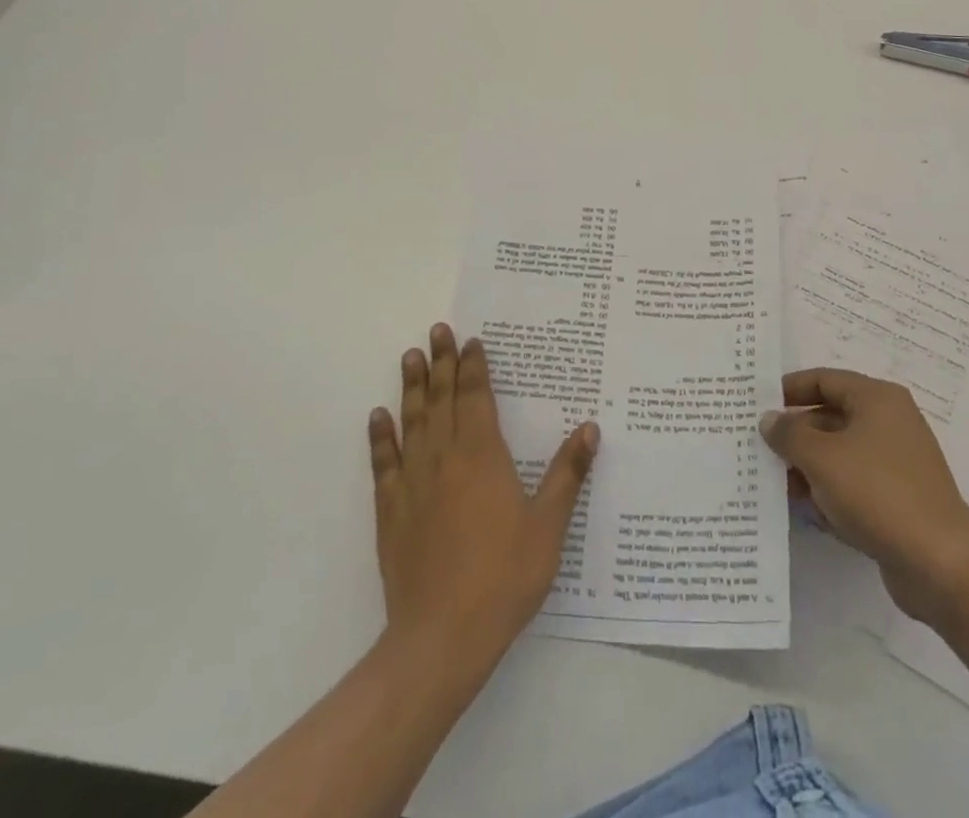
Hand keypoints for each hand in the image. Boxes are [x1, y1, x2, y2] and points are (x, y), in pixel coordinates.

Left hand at [369, 323, 597, 667]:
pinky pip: (383, 464)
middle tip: (438, 330)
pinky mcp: (391, 512)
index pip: (476, 398)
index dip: (473, 367)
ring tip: (410, 356)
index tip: (471, 341)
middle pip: (442, 399)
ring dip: (412, 387)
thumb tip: (590, 427)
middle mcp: (444, 458)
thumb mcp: (548, 526)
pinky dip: (380, 437)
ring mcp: (413, 483)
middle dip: (442, 363)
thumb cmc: (504, 577)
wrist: (442, 637)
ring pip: (412, 421)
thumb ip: (567, 473)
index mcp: (482, 455)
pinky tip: (378, 417)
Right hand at [761, 368, 968, 624]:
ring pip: (840, 454)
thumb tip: (770, 419)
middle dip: (795, 434)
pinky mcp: (898, 499)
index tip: (757, 406)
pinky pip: (854, 485)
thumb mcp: (821, 457)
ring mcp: (896, 463)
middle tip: (759, 448)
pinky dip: (830, 492)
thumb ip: (789, 434)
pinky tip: (807, 511)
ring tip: (775, 484)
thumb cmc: (876, 492)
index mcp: (877, 399)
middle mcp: (889, 423)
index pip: (823, 380)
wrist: (939, 563)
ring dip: (808, 467)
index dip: (789, 390)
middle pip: (830, 416)